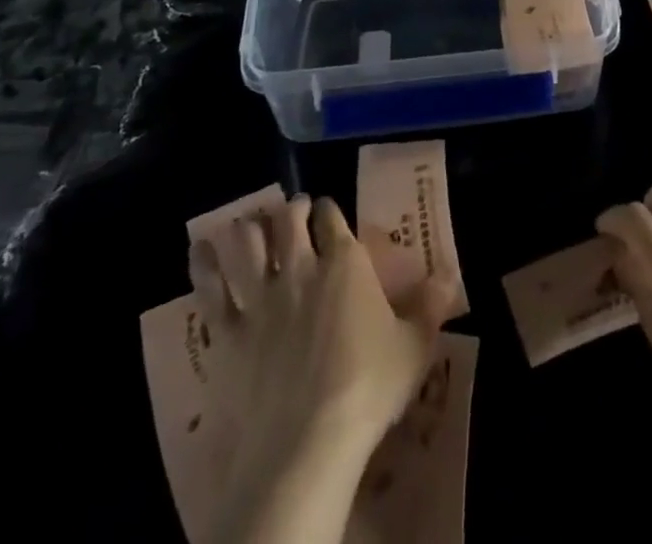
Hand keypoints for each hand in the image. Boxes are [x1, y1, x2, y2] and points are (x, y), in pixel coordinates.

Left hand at [193, 195, 451, 543]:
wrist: (308, 441)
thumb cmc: (369, 387)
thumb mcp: (414, 346)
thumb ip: (431, 305)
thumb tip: (450, 275)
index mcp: (345, 262)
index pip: (332, 216)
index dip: (328, 209)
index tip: (326, 212)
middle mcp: (301, 267)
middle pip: (288, 220)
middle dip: (290, 210)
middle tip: (292, 212)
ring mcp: (261, 297)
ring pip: (247, 243)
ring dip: (249, 229)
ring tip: (250, 225)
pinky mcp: (229, 332)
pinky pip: (210, 289)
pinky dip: (204, 265)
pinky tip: (200, 251)